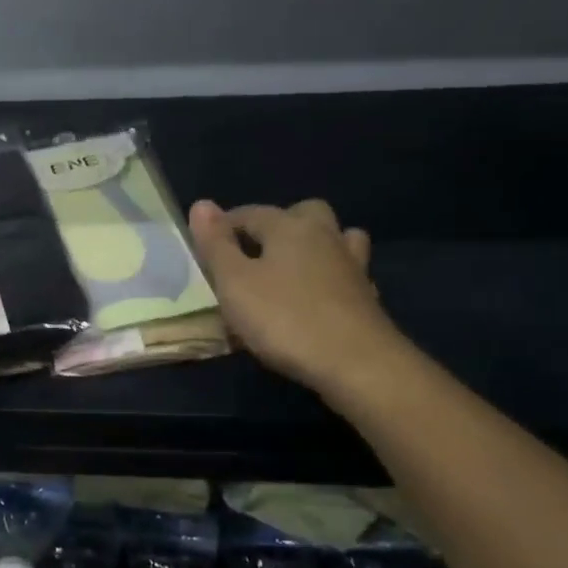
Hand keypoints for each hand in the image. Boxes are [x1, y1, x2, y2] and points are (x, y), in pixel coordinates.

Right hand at [189, 198, 405, 401]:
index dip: (224, 226)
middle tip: (253, 252)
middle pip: (302, 213)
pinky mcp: (367, 295)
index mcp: (289, 227)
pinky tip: (320, 297)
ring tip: (291, 269)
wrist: (356, 362)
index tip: (206, 247)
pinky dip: (331, 277)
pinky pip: (346, 273)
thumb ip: (216, 245)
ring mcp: (351, 265)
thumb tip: (201, 204)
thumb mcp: (234, 283)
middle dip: (277, 224)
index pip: (250, 213)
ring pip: (334, 238)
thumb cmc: (284, 319)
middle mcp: (325, 235)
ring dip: (313, 245)